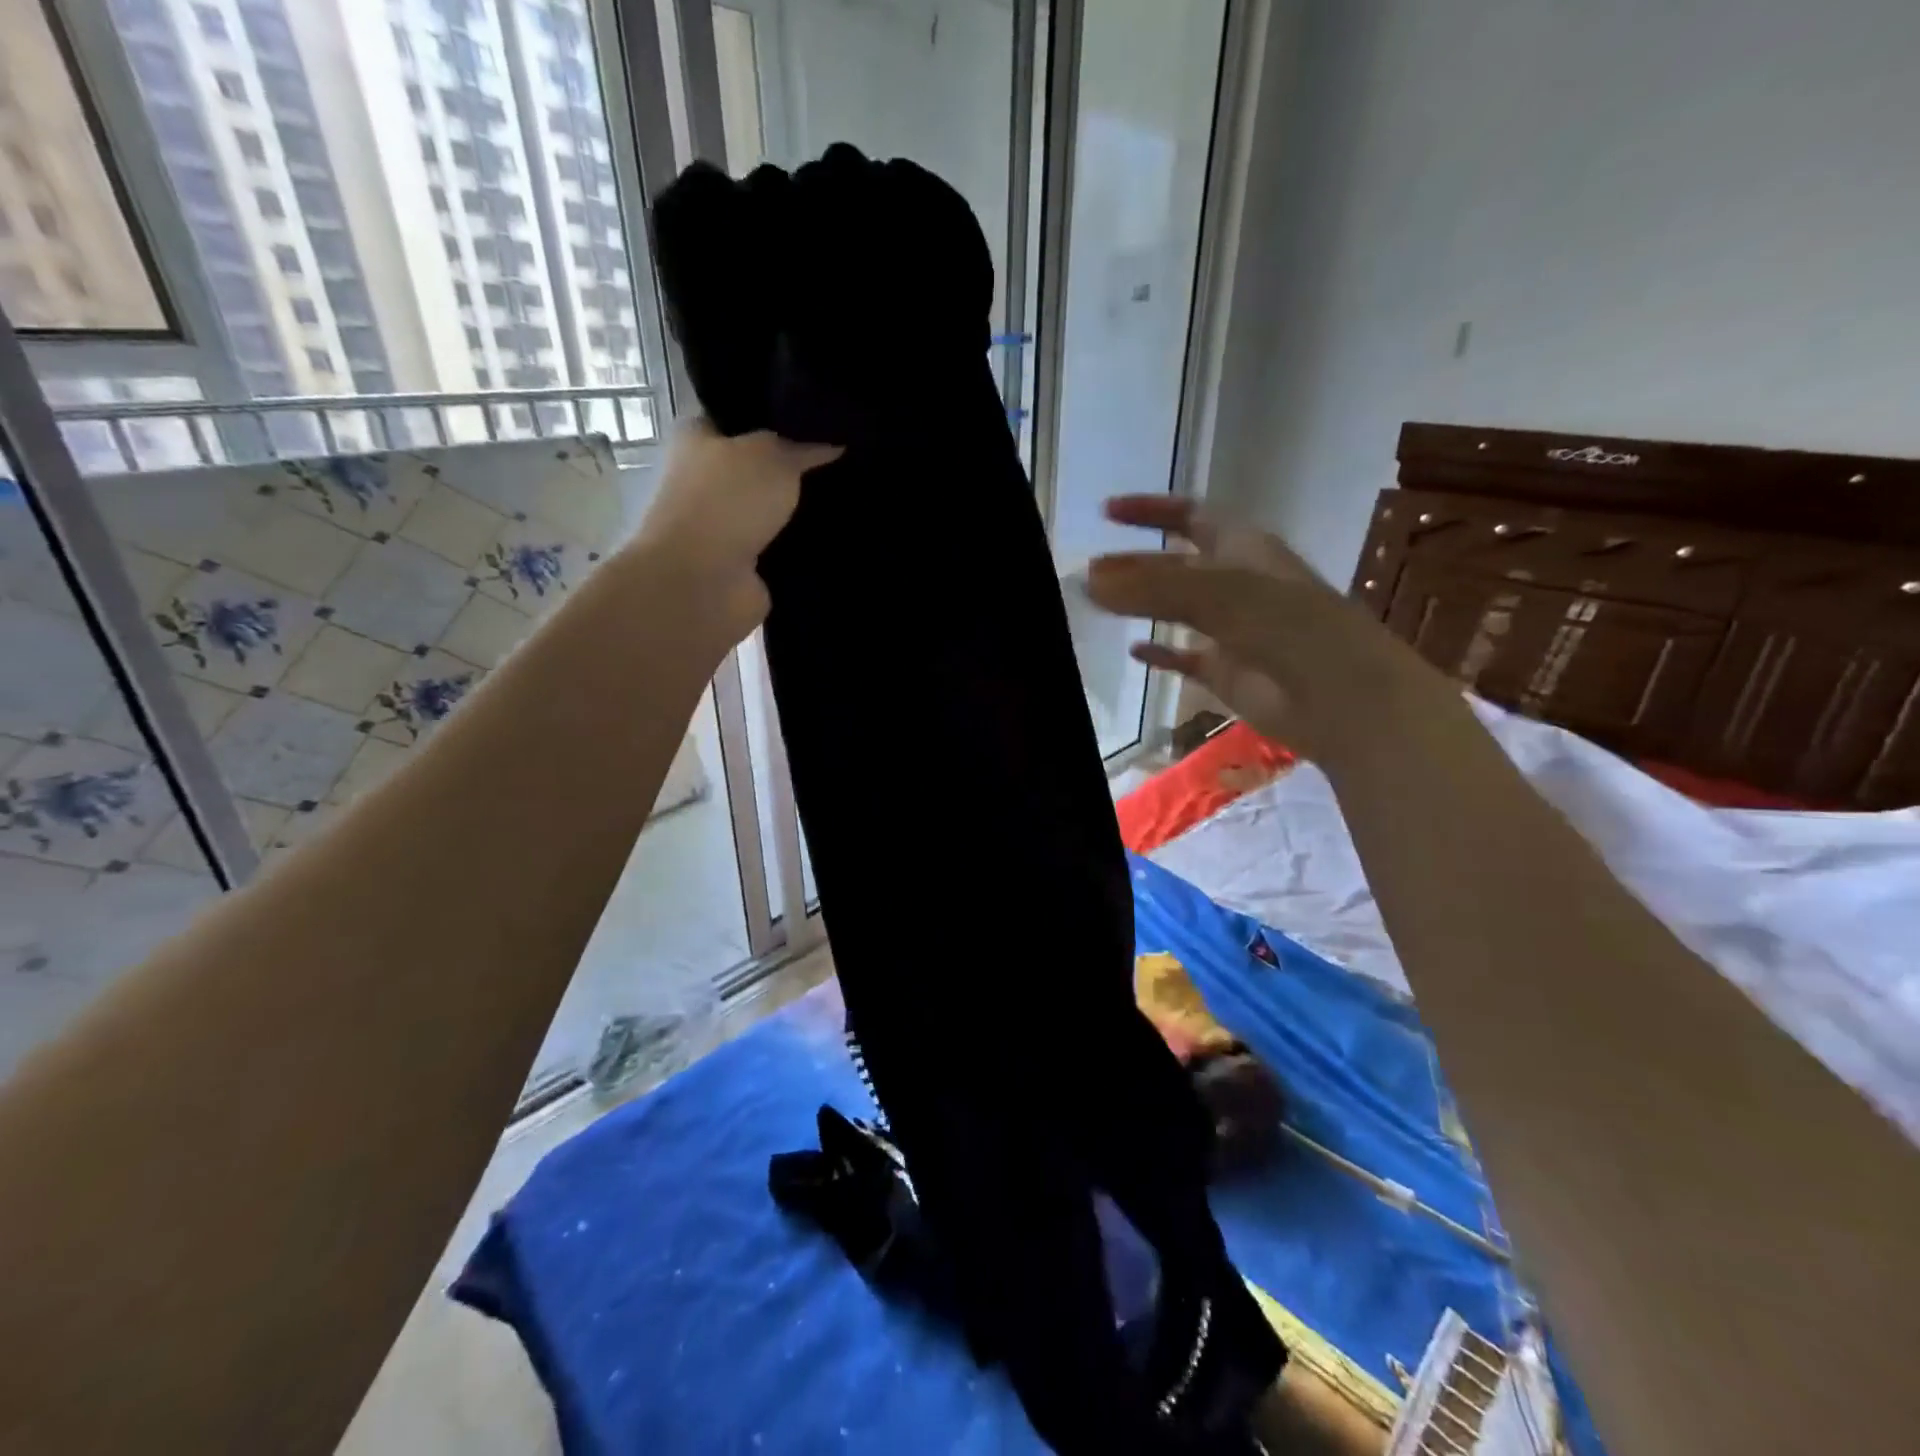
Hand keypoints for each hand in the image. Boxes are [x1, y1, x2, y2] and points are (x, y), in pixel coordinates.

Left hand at [636, 416, 840, 639]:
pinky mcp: (744, 566)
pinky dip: (803, 547)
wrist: (703, 582)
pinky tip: (837, 537)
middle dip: (796, 469)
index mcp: (698, 439)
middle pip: (761, 468)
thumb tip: (833, 444)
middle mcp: (707, 480)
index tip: (822, 423)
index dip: (779, 419)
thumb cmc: (727, 502)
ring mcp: (725, 526)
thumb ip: (803, 448)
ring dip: (802, 512)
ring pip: (774, 511)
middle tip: (844, 462)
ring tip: (849, 499)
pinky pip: (783, 548)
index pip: (742, 418)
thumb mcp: (771, 455)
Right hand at [1085, 495, 1436, 760]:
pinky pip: (1186, 657)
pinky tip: (1134, 652)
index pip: (1191, 516)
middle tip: (1088, 569)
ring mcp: (1233, 630)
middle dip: (1135, 563)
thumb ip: (1151, 586)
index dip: (1152, 510)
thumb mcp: (1218, 594)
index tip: (1106, 512)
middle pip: (1177, 565)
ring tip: (1097, 605)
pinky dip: (1161, 653)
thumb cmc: (1290, 628)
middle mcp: (1237, 584)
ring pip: (1177, 610)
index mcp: (1244, 549)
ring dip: (1142, 605)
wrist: (1342, 699)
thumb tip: (1087, 578)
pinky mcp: (1228, 673)